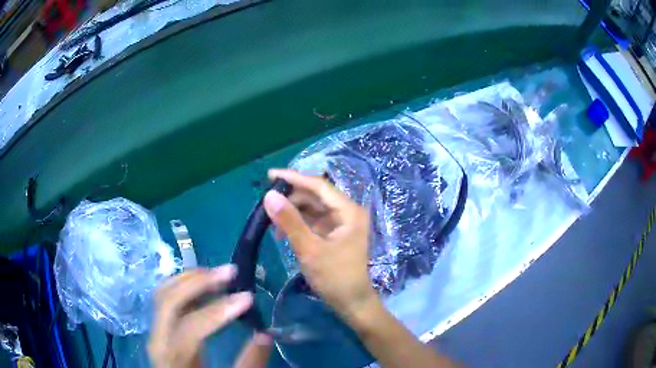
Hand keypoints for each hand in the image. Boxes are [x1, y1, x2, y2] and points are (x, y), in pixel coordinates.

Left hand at [148, 266, 253, 367]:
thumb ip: (248, 363)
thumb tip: (265, 335)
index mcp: (173, 356)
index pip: (190, 326)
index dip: (218, 310)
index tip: (247, 299)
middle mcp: (158, 338)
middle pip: (169, 300)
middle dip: (199, 282)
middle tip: (230, 272)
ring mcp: (156, 329)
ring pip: (164, 292)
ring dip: (191, 279)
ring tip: (218, 273)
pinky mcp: (160, 326)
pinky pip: (167, 297)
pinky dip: (185, 285)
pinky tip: (204, 284)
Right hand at [263, 169, 378, 320]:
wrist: (352, 303)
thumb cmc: (335, 277)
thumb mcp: (310, 249)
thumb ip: (290, 221)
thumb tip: (269, 196)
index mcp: (348, 211)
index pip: (318, 186)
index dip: (294, 178)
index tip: (270, 175)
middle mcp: (346, 213)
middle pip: (315, 196)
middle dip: (291, 198)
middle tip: (266, 204)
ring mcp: (340, 224)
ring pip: (312, 209)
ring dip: (292, 212)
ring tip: (271, 220)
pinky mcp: (334, 235)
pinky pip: (313, 222)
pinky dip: (298, 224)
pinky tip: (282, 230)